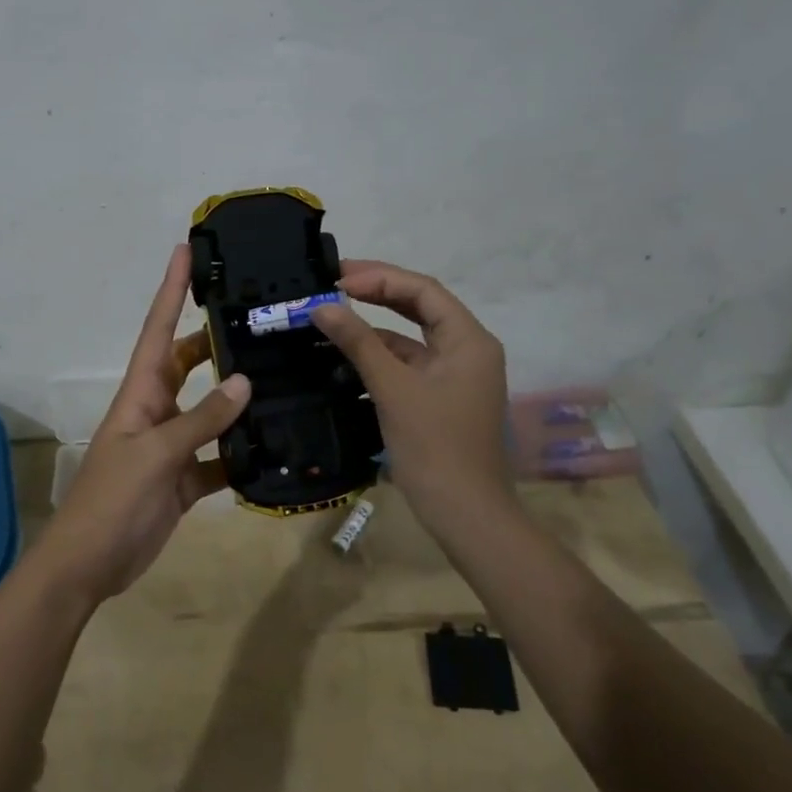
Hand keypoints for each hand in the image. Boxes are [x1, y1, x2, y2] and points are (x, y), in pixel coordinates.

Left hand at [31, 245, 251, 603]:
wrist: (89, 564)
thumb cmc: (112, 499)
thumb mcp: (156, 453)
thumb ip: (201, 419)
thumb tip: (244, 380)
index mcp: (140, 393)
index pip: (158, 330)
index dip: (170, 290)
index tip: (185, 251)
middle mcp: (156, 411)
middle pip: (188, 364)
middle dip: (215, 340)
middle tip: (257, 319)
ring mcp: (171, 446)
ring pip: (209, 411)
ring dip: (237, 399)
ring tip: (280, 377)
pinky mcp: (184, 480)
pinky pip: (218, 459)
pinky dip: (241, 455)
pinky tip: (274, 449)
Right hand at [313, 261, 512, 526]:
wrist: (465, 513)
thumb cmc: (434, 446)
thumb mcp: (393, 389)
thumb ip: (359, 343)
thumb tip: (322, 307)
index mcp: (468, 340)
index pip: (423, 290)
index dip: (379, 278)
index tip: (337, 280)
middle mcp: (467, 349)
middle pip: (420, 306)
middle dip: (377, 292)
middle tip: (333, 283)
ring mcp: (455, 374)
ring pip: (412, 336)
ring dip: (375, 325)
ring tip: (332, 314)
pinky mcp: (441, 396)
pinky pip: (409, 363)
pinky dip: (381, 354)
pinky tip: (347, 354)